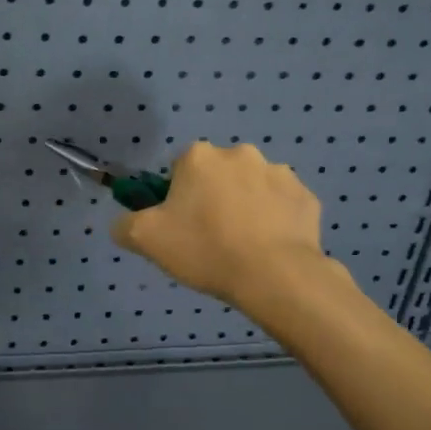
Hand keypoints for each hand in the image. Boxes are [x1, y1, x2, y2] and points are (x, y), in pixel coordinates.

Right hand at [112, 141, 342, 313]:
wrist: (275, 276)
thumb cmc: (205, 248)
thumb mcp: (145, 239)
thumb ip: (124, 224)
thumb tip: (124, 222)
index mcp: (199, 157)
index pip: (179, 169)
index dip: (177, 196)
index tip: (180, 224)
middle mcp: (240, 154)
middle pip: (217, 175)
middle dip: (213, 197)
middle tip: (209, 237)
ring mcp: (279, 173)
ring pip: (251, 188)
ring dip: (246, 206)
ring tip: (242, 246)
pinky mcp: (306, 198)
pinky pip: (282, 206)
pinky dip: (275, 220)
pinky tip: (268, 248)